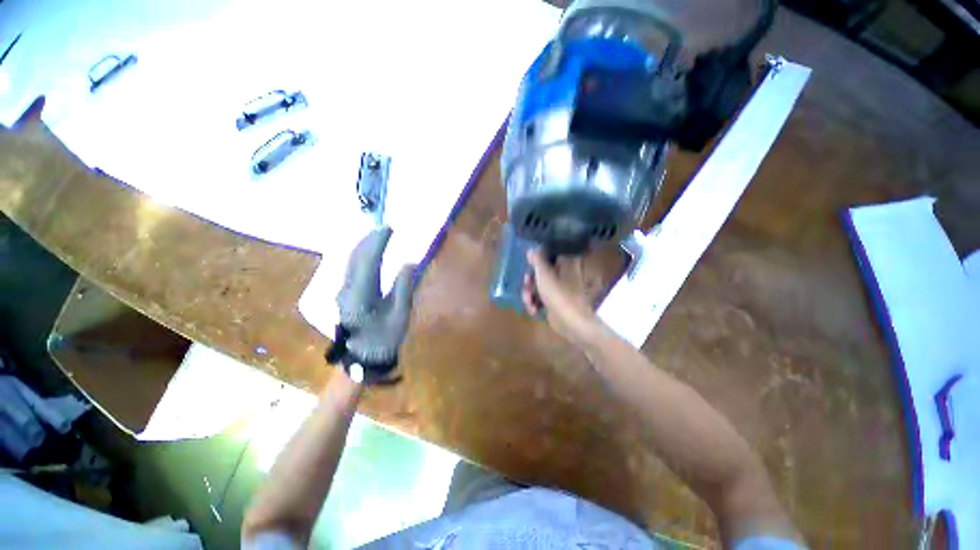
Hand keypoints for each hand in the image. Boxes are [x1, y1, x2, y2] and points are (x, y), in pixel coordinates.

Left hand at [333, 227, 415, 382]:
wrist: (363, 357)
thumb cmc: (385, 338)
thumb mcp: (400, 315)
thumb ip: (403, 287)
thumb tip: (408, 263)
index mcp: (362, 297)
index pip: (368, 262)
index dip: (377, 243)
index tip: (389, 229)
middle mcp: (347, 290)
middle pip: (354, 258)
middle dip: (369, 240)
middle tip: (385, 228)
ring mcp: (342, 292)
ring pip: (350, 262)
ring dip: (363, 246)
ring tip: (378, 235)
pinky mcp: (344, 294)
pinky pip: (351, 268)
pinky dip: (361, 255)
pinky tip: (369, 252)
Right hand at [522, 249, 603, 347]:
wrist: (572, 324)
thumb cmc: (559, 295)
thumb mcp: (544, 275)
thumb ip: (537, 260)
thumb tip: (531, 249)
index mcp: (565, 264)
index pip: (549, 254)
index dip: (537, 258)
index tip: (528, 264)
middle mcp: (563, 275)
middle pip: (541, 272)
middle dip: (530, 280)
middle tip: (527, 285)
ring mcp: (559, 290)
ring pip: (538, 286)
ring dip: (530, 294)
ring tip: (529, 302)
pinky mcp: (554, 303)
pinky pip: (540, 299)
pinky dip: (535, 304)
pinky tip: (534, 310)